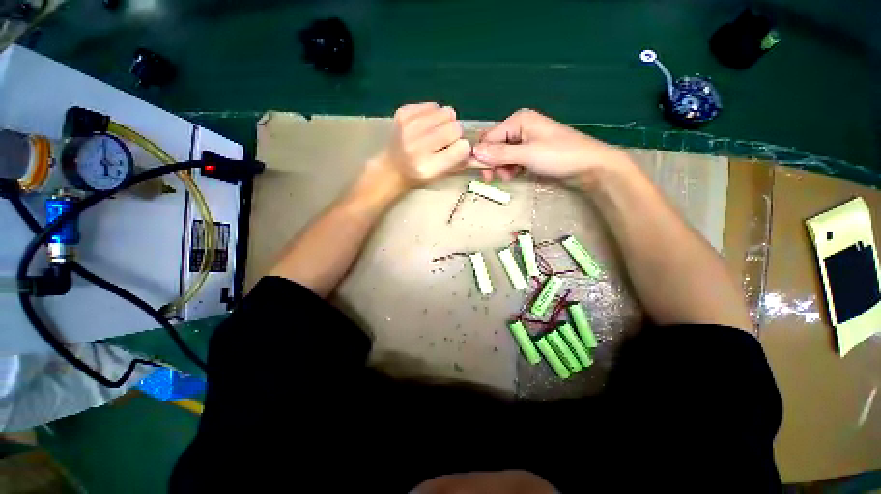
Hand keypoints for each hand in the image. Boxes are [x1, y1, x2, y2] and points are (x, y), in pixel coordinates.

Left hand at [365, 102, 470, 192]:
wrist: (392, 168)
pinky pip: (433, 105)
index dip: (462, 149)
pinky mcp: (403, 113)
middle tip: (444, 142)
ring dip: (445, 122)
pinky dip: (433, 114)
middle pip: (455, 128)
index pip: (462, 148)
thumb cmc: (420, 175)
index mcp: (428, 167)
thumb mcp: (440, 176)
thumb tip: (477, 148)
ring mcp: (408, 128)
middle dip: (455, 134)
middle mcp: (417, 147)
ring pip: (446, 112)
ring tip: (435, 132)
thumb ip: (460, 163)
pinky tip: (425, 126)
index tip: (456, 151)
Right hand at [470, 109, 628, 183]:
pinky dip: (510, 169)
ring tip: (509, 177)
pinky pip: (511, 160)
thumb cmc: (560, 156)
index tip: (483, 174)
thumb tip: (474, 153)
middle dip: (493, 163)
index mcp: (518, 121)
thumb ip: (500, 154)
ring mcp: (525, 141)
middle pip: (494, 146)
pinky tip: (515, 175)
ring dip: (501, 168)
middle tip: (494, 178)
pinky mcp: (530, 153)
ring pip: (501, 155)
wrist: (589, 167)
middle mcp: (519, 128)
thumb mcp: (527, 155)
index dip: (483, 155)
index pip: (489, 137)